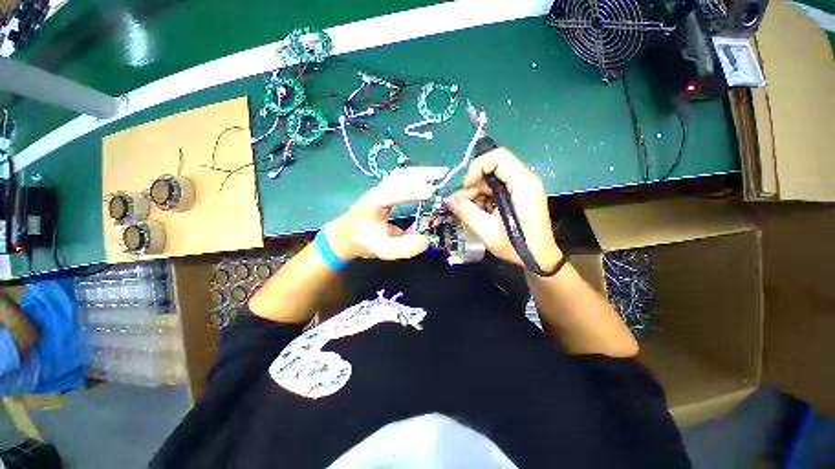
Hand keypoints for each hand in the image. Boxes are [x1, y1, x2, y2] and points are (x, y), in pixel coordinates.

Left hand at [325, 167, 448, 260]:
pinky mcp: (383, 191)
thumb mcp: (383, 250)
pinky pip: (401, 178)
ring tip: (439, 172)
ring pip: (402, 174)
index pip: (395, 192)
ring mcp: (380, 189)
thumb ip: (404, 248)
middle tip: (444, 173)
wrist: (344, 235)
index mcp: (376, 203)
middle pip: (401, 176)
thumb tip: (426, 240)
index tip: (431, 192)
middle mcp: (378, 191)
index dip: (413, 191)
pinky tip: (425, 178)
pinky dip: (415, 175)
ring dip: (421, 171)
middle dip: (423, 173)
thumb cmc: (362, 242)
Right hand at [447, 148, 560, 269]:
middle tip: (460, 203)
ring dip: (475, 193)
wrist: (539, 258)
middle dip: (473, 184)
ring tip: (465, 210)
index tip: (466, 187)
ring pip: (491, 179)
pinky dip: (483, 198)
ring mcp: (522, 187)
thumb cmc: (517, 247)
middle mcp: (525, 180)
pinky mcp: (518, 194)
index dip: (477, 167)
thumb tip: (449, 200)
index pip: (498, 157)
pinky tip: (477, 211)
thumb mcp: (487, 232)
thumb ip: (467, 212)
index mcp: (523, 184)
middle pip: (492, 168)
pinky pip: (495, 188)